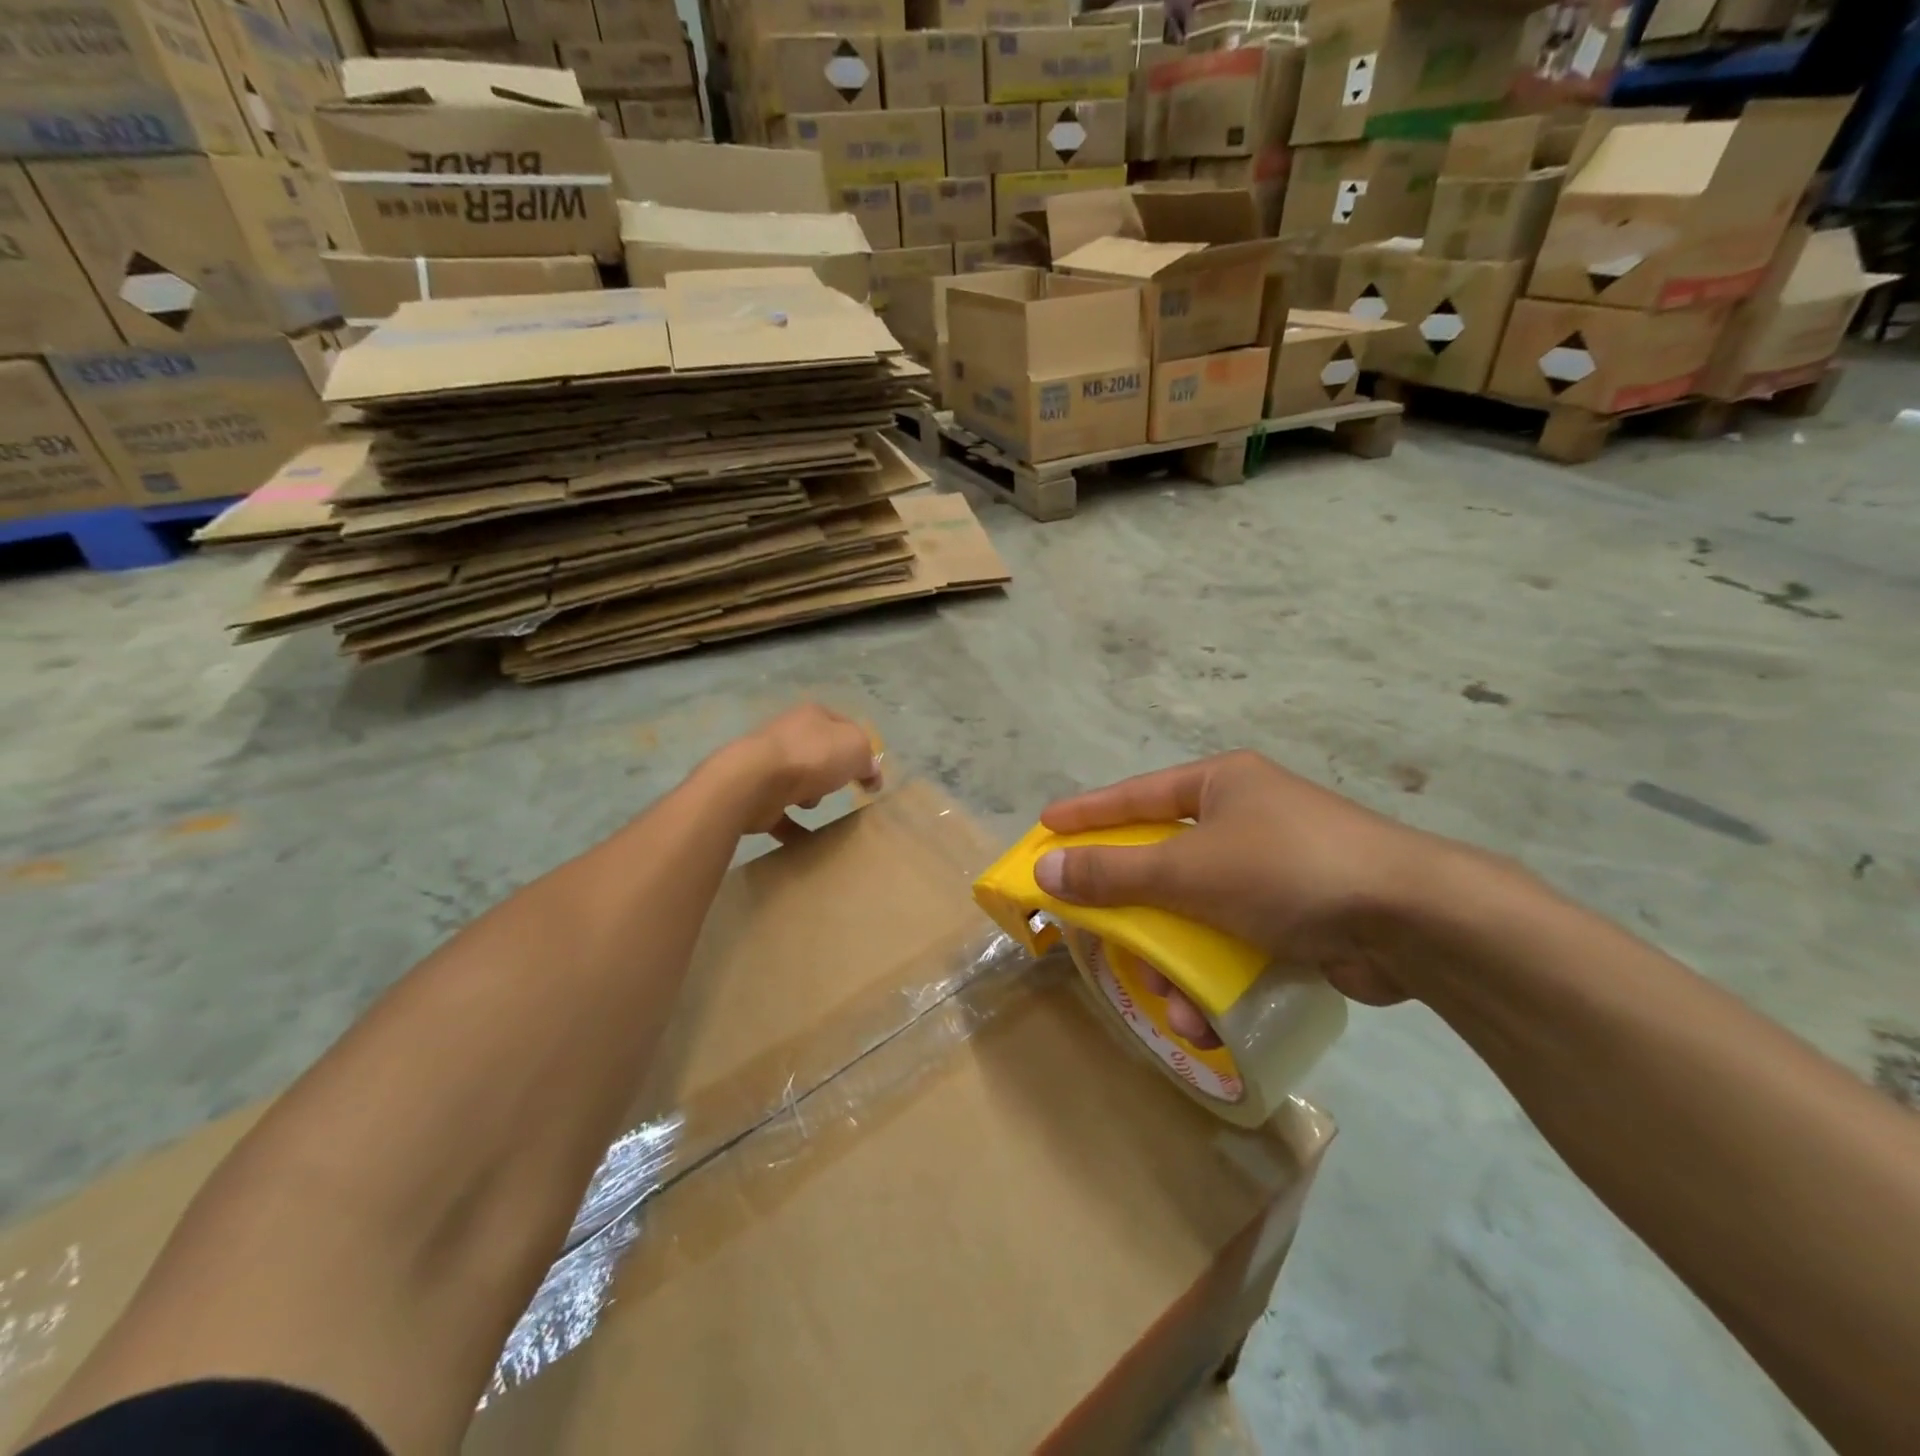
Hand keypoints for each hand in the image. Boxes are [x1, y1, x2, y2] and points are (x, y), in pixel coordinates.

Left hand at [720, 704, 882, 842]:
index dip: (860, 748)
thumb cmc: (811, 757)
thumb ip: (868, 759)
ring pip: (799, 781)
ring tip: (812, 806)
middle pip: (820, 754)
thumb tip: (870, 772)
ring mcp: (768, 764)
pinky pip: (781, 812)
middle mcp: (788, 735)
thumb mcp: (856, 748)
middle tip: (841, 787)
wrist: (754, 781)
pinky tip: (805, 840)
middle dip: (832, 773)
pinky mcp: (756, 795)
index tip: (869, 774)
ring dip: (810, 797)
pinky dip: (792, 826)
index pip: (843, 726)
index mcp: (812, 716)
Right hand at [1037, 751, 1453, 1008]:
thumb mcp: (1189, 869)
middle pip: (1164, 862)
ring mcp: (1272, 870)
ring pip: (1195, 913)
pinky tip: (1204, 1017)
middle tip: (1096, 930)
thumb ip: (1115, 871)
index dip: (1088, 813)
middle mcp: (1244, 818)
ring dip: (1174, 962)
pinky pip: (1232, 942)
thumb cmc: (1287, 868)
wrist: (1413, 920)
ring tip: (1168, 1002)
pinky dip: (1214, 976)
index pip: (1136, 795)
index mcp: (1220, 784)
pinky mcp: (1297, 917)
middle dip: (1134, 911)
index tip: (1046, 826)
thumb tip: (1046, 870)